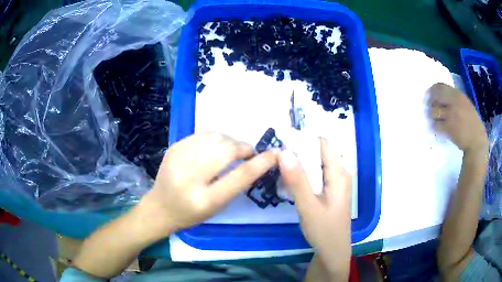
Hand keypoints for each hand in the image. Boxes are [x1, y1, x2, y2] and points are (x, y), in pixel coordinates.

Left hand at [142, 132, 277, 233]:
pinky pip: (202, 134)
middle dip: (244, 148)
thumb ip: (236, 184)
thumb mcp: (217, 207)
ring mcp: (178, 159)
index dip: (261, 163)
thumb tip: (255, 159)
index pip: (239, 176)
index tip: (275, 154)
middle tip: (249, 153)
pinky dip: (216, 138)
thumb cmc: (191, 214)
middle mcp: (190, 178)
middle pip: (227, 150)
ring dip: (231, 141)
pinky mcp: (173, 148)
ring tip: (233, 150)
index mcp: (205, 200)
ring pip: (215, 137)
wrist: (160, 207)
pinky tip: (216, 147)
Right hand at [279, 138, 351, 279]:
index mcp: (339, 174)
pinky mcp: (332, 192)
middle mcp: (341, 174)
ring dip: (301, 164)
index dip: (305, 140)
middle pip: (321, 153)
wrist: (333, 252)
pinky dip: (305, 175)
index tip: (284, 144)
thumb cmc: (323, 230)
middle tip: (279, 159)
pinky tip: (292, 183)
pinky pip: (318, 175)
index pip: (324, 144)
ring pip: (318, 164)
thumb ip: (296, 180)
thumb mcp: (308, 206)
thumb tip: (283, 151)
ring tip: (282, 169)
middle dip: (300, 152)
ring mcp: (337, 184)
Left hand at [428, 83, 487, 153]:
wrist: (477, 141)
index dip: (434, 90)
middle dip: (431, 102)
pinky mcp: (448, 128)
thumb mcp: (466, 104)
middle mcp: (453, 102)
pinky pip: (436, 125)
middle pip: (435, 96)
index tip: (432, 94)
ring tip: (437, 119)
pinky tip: (438, 128)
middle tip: (434, 107)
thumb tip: (442, 96)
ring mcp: (450, 115)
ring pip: (433, 111)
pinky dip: (435, 127)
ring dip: (433, 115)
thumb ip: (455, 99)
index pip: (440, 86)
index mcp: (458, 95)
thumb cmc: (473, 123)